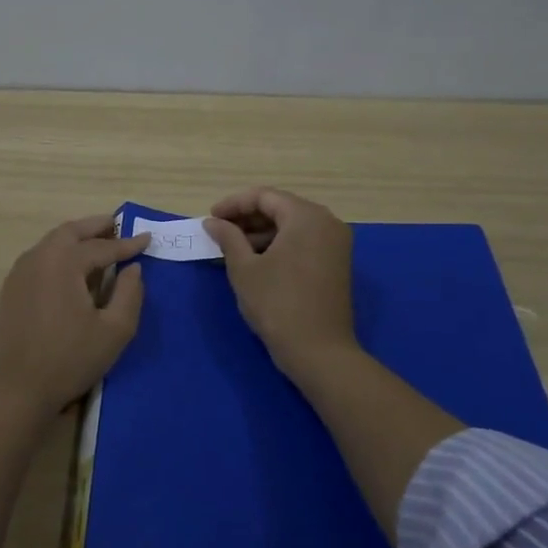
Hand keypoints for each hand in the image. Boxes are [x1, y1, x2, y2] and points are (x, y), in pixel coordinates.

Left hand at [0, 214, 148, 414]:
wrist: (13, 391)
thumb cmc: (68, 360)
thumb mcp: (113, 331)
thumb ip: (129, 294)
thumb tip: (133, 269)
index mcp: (63, 261)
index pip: (102, 247)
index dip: (128, 244)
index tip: (147, 238)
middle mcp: (37, 258)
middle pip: (70, 232)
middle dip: (96, 227)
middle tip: (117, 225)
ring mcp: (18, 274)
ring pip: (51, 244)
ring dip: (75, 238)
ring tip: (97, 243)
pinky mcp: (9, 292)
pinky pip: (39, 260)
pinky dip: (59, 254)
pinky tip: (71, 270)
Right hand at [206, 188, 355, 373]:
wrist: (319, 351)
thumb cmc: (277, 305)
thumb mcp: (244, 269)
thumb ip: (228, 238)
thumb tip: (213, 222)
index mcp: (306, 217)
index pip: (264, 196)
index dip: (233, 204)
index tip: (210, 219)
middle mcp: (327, 222)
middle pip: (281, 208)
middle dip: (247, 218)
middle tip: (219, 232)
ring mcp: (335, 243)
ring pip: (292, 226)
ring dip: (262, 233)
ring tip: (232, 248)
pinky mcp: (336, 263)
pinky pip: (304, 242)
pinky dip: (279, 245)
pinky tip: (256, 260)